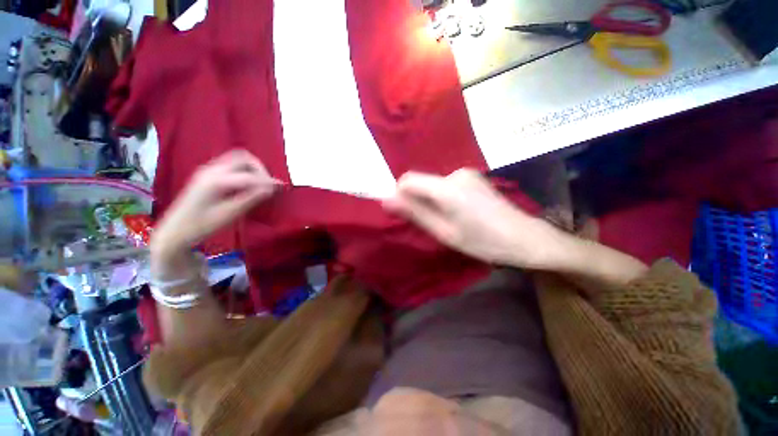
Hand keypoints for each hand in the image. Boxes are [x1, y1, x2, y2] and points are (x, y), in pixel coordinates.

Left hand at [150, 150, 279, 271]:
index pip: (249, 176)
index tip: (282, 187)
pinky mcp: (207, 173)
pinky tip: (248, 183)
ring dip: (253, 168)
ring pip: (237, 158)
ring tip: (260, 184)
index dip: (268, 181)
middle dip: (261, 169)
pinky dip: (244, 169)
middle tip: (269, 185)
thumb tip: (271, 188)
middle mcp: (211, 169)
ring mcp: (208, 169)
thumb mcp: (230, 214)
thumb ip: (251, 198)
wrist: (176, 231)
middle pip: (244, 158)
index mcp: (216, 181)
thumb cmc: (203, 226)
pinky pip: (231, 164)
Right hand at [383, 169, 574, 269]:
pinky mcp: (472, 177)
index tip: (406, 213)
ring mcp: (466, 173)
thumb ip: (415, 213)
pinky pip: (445, 185)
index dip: (400, 194)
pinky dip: (442, 197)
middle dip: (417, 200)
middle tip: (431, 223)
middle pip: (421, 182)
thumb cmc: (482, 241)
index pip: (407, 180)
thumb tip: (386, 199)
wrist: (524, 238)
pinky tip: (458, 212)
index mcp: (446, 188)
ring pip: (433, 184)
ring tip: (447, 220)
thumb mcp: (444, 232)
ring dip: (430, 200)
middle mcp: (454, 173)